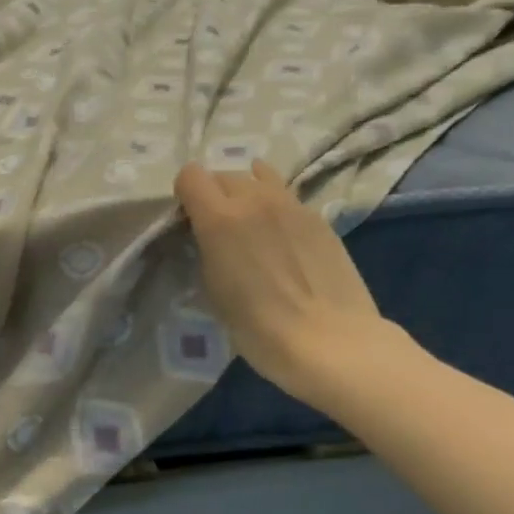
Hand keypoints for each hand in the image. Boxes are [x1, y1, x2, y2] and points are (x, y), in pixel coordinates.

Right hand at [175, 159, 402, 410]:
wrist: (328, 339)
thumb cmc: (257, 325)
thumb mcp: (212, 287)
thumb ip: (205, 248)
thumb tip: (207, 236)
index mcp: (220, 217)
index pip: (190, 175)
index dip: (184, 196)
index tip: (187, 221)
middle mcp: (255, 199)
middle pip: (224, 174)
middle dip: (214, 194)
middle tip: (217, 228)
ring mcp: (292, 204)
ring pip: (259, 177)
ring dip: (247, 193)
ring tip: (250, 224)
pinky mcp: (319, 217)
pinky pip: (286, 196)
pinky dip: (275, 207)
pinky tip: (280, 237)